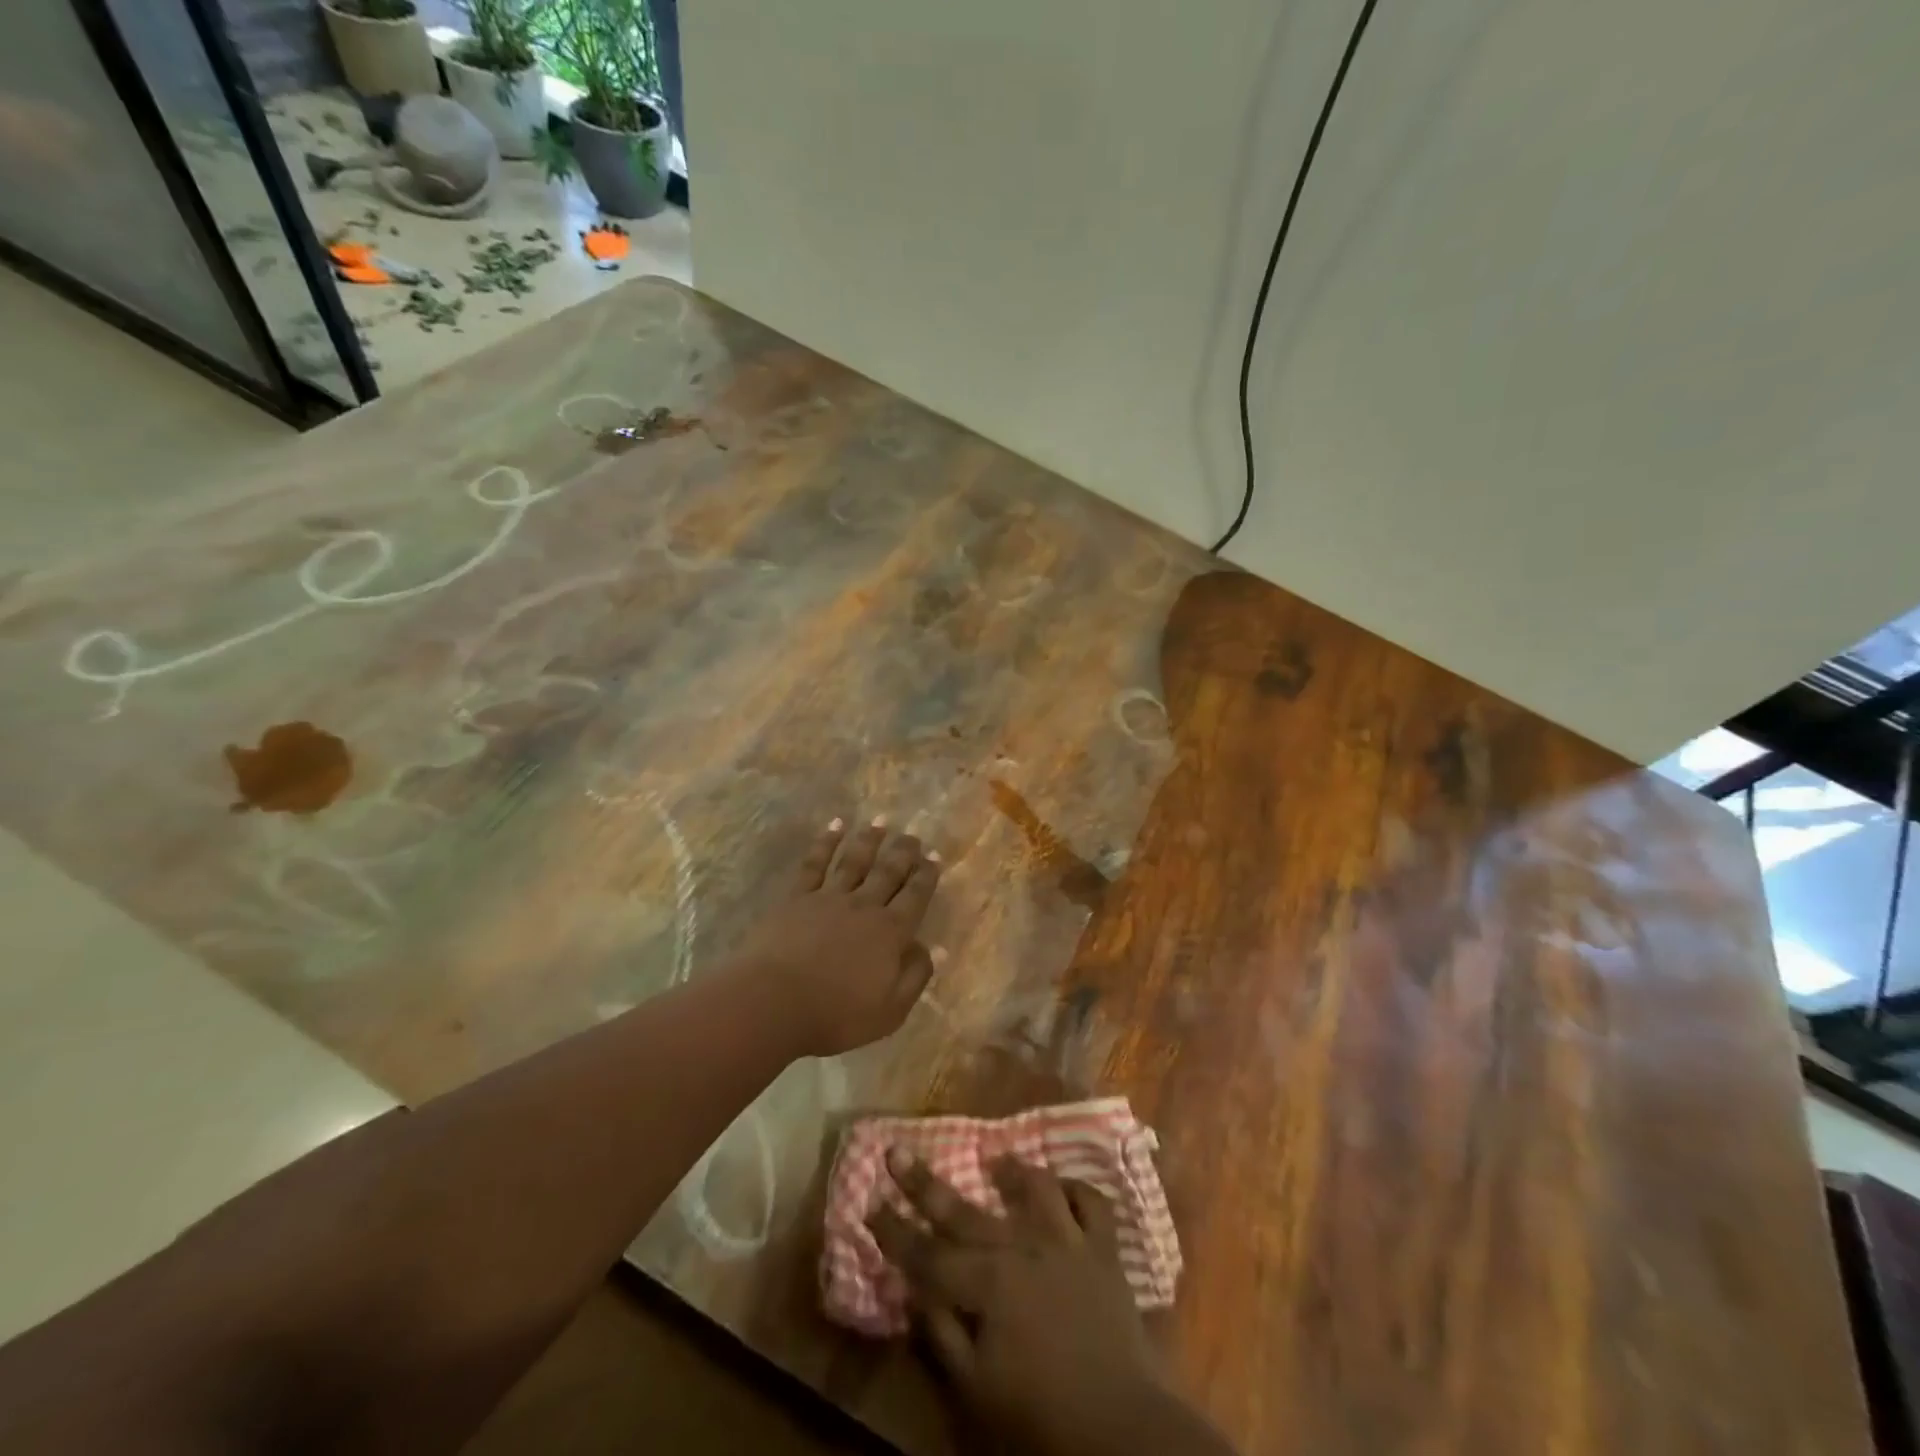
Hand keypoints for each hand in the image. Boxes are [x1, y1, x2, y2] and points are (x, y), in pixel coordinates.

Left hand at [731, 817, 942, 1057]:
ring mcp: (829, 898)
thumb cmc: (836, 1014)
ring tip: (881, 821)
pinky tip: (834, 826)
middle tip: (913, 834)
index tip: (934, 856)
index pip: (915, 896)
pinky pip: (815, 864)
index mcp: (890, 932)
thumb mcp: (890, 1010)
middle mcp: (864, 906)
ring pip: (855, 861)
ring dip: (869, 839)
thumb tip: (937, 948)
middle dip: (903, 851)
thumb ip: (915, 976)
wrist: (773, 1002)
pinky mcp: (797, 898)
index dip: (927, 875)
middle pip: (888, 872)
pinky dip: (826, 842)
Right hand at [870, 1155, 1234, 1455]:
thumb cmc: (1040, 1414)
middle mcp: (1021, 1247)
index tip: (868, 1203)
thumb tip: (915, 1290)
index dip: (894, 1230)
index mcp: (986, 1283)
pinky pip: (1092, 1203)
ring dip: (1013, 1171)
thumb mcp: (976, 1388)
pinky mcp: (1103, 1249)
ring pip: (1035, 1189)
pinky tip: (1063, 1187)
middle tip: (897, 1150)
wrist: (1120, 1425)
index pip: (926, 1252)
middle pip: (963, 1210)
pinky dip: (1077, 1189)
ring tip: (996, 1159)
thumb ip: (943, 1334)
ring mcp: (1066, 1241)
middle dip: (923, 1183)